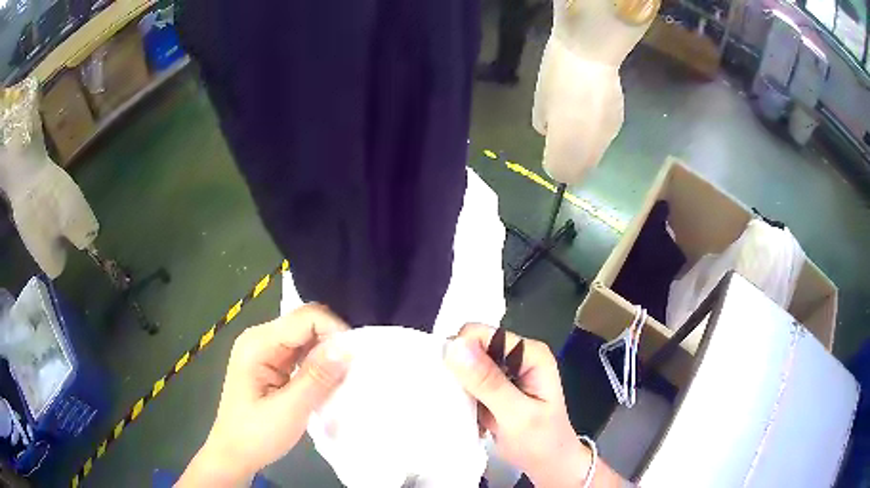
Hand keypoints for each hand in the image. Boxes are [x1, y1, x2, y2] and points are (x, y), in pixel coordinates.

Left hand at [178, 304, 350, 486]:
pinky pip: (301, 353)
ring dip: (327, 354)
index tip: (356, 359)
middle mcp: (260, 339)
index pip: (305, 318)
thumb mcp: (289, 410)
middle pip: (306, 324)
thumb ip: (317, 377)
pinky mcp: (271, 364)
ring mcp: (265, 351)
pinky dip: (318, 364)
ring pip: (306, 338)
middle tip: (353, 370)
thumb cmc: (256, 435)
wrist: (234, 454)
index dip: (334, 331)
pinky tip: (328, 381)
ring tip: (344, 377)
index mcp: (258, 344)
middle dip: (333, 342)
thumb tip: (348, 347)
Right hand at [444, 324, 620, 487]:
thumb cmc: (541, 442)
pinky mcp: (494, 389)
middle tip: (455, 401)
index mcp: (529, 353)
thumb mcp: (516, 415)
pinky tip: (466, 415)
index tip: (451, 383)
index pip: (483, 335)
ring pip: (465, 367)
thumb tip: (455, 346)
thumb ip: (488, 382)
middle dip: (458, 371)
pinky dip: (461, 398)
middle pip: (471, 348)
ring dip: (457, 387)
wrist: (549, 465)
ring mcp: (505, 373)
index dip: (461, 352)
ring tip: (460, 410)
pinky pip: (466, 384)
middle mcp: (516, 356)